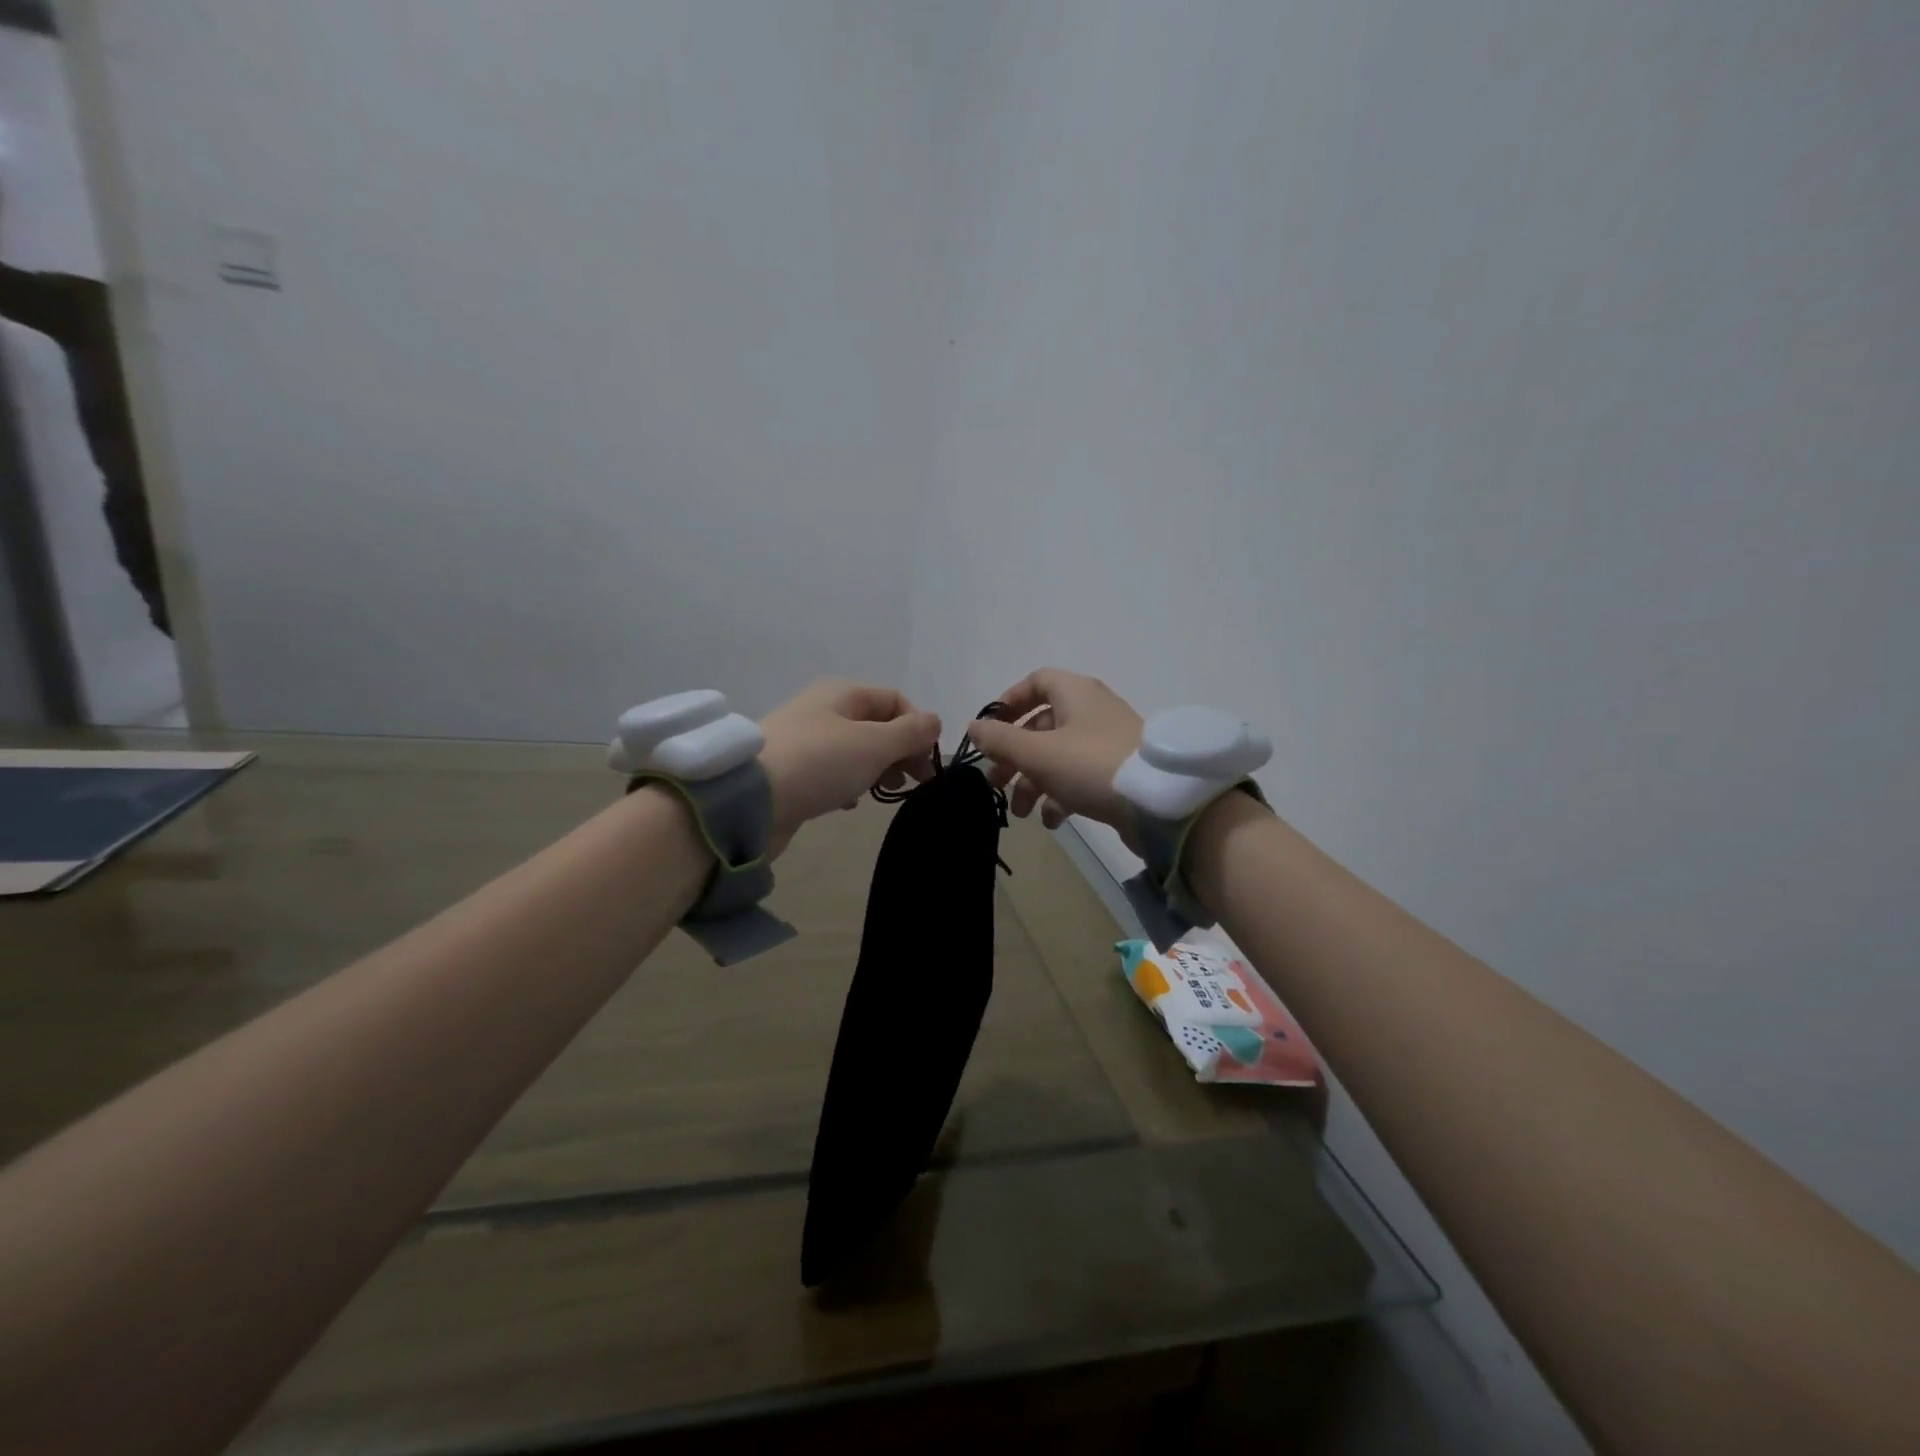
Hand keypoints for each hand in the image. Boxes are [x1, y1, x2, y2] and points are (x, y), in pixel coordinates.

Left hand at [758, 680, 941, 850]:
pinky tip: (851, 802)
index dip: (919, 729)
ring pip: (856, 749)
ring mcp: (805, 740)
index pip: (895, 701)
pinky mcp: (792, 770)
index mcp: (843, 693)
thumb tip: (934, 721)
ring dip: (878, 768)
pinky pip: (833, 770)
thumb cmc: (819, 763)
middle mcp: (824, 709)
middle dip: (901, 751)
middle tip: (913, 782)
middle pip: (877, 724)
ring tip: (884, 792)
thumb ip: (910, 733)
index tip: (927, 764)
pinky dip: (850, 782)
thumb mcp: (874, 744)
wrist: (749, 800)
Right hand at [965, 669, 1143, 836]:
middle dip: (1014, 756)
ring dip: (1033, 782)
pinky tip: (1051, 821)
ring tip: (1021, 813)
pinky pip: (1079, 777)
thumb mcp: (1037, 752)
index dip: (1009, 702)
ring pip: (1057, 755)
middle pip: (1041, 725)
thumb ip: (1000, 740)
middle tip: (996, 782)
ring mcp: (1106, 742)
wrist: (1159, 801)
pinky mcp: (1117, 771)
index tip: (990, 731)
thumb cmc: (1091, 765)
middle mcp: (1090, 711)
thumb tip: (973, 728)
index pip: (1036, 682)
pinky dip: (1060, 795)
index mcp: (1074, 692)